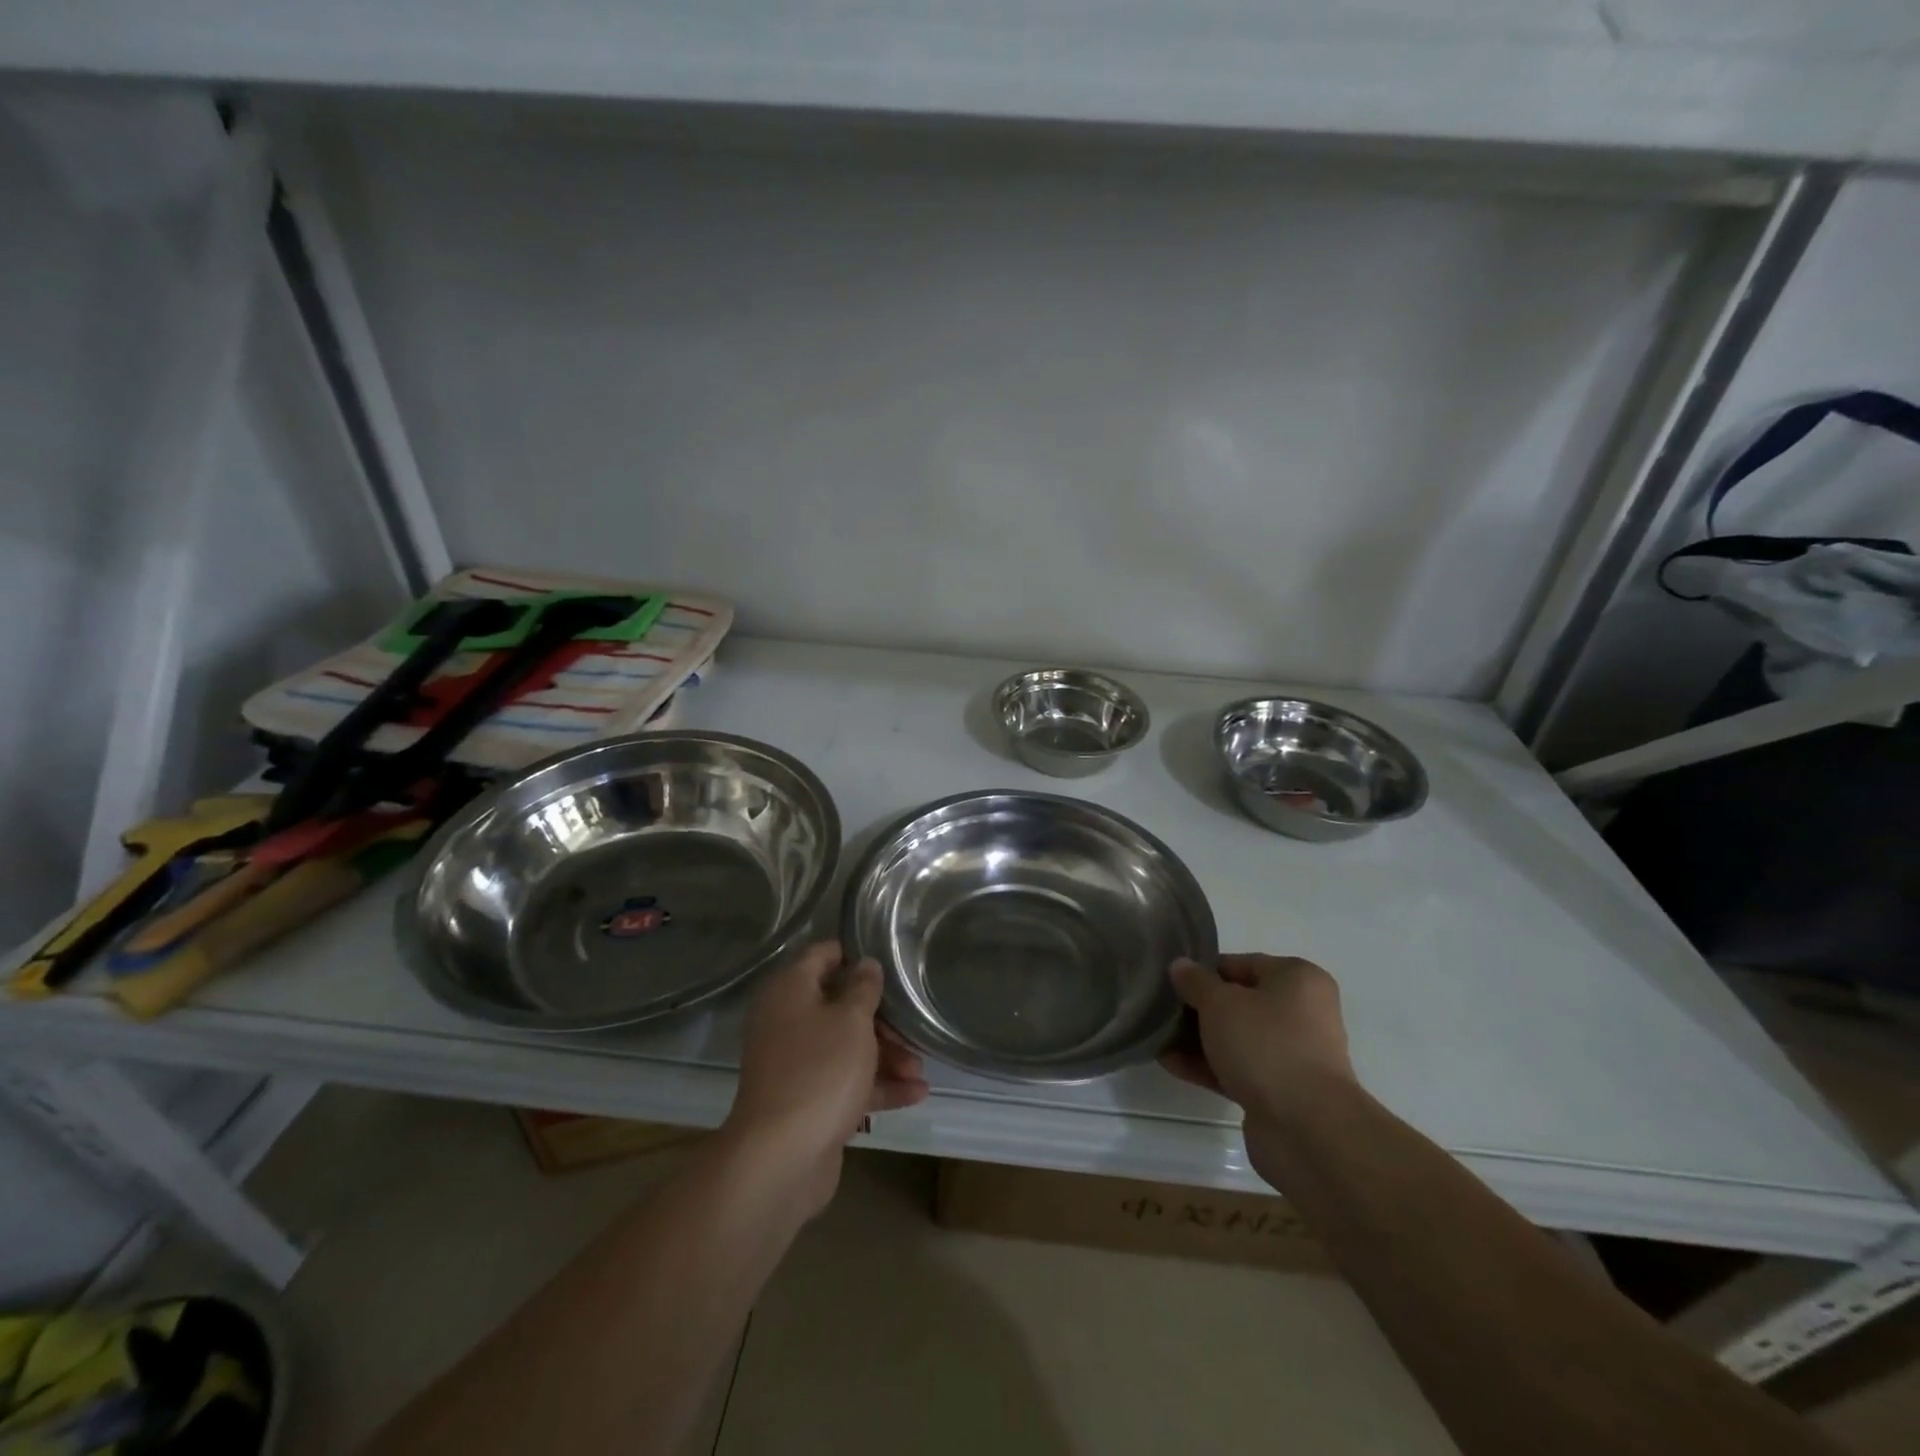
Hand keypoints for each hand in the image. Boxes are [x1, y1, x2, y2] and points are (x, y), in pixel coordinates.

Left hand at [724, 941, 928, 1214]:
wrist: (781, 1158)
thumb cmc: (819, 1071)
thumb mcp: (851, 1021)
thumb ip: (863, 988)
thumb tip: (865, 964)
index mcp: (789, 992)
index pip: (820, 955)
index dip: (852, 953)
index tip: (887, 959)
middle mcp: (788, 1023)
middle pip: (838, 1006)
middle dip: (880, 1017)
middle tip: (911, 1028)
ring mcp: (797, 1064)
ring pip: (846, 1047)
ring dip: (885, 1055)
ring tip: (918, 1068)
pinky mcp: (809, 1101)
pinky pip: (847, 1083)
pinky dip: (878, 1086)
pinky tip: (916, 1094)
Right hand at [1160, 953, 1356, 1139]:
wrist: (1306, 1128)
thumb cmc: (1266, 1045)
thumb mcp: (1220, 1003)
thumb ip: (1196, 981)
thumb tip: (1180, 965)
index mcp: (1298, 980)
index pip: (1243, 964)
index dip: (1206, 971)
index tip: (1174, 980)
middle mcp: (1302, 1013)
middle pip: (1240, 1002)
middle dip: (1199, 1008)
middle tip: (1163, 1009)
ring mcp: (1292, 1055)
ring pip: (1236, 1038)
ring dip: (1198, 1039)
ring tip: (1158, 1037)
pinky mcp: (1280, 1091)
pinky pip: (1238, 1069)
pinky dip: (1207, 1066)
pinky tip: (1170, 1063)